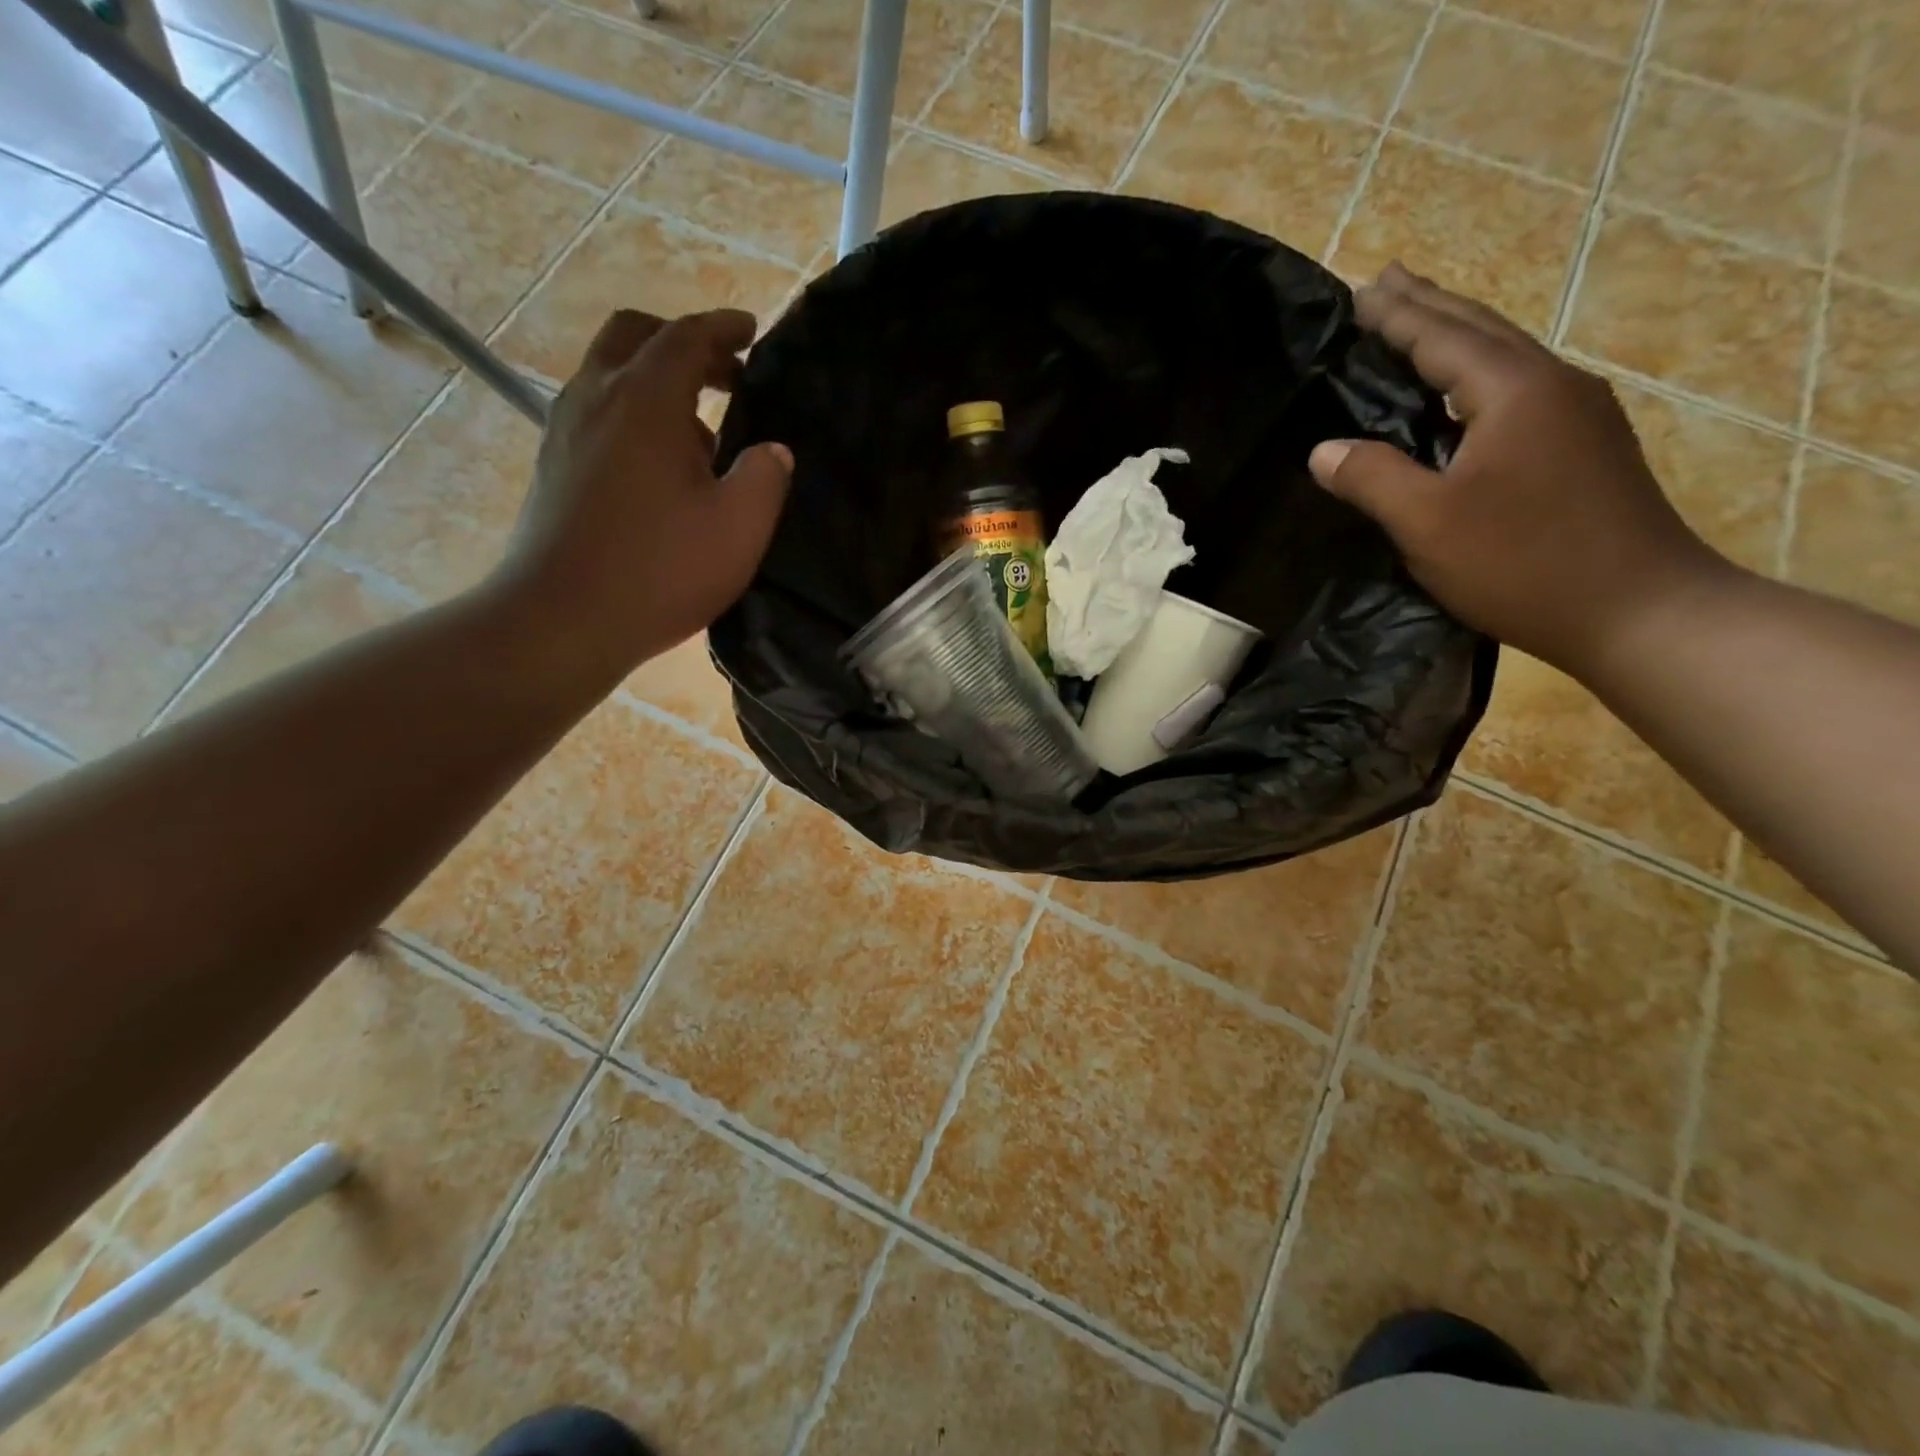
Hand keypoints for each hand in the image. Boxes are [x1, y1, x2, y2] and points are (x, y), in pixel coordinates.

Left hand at [497, 307, 792, 683]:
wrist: (562, 619)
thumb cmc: (660, 570)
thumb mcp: (739, 528)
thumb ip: (766, 477)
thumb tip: (774, 450)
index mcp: (645, 400)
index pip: (686, 336)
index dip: (724, 327)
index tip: (752, 330)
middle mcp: (597, 397)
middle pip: (634, 336)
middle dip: (682, 343)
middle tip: (725, 375)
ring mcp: (566, 430)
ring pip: (610, 374)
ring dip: (657, 382)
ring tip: (702, 431)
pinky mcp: (555, 465)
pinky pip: (597, 412)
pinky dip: (634, 414)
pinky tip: (661, 467)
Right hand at [1310, 264, 1736, 676]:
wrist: (1638, 608)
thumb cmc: (1522, 563)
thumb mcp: (1428, 524)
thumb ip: (1372, 478)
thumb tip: (1322, 450)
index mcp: (1515, 391)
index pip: (1443, 337)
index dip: (1396, 316)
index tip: (1357, 291)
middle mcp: (1553, 385)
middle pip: (1481, 330)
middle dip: (1429, 305)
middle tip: (1385, 281)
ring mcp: (1578, 414)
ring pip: (1503, 357)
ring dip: (1455, 336)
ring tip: (1416, 324)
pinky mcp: (1584, 446)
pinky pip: (1517, 389)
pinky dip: (1476, 375)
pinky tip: (1461, 393)